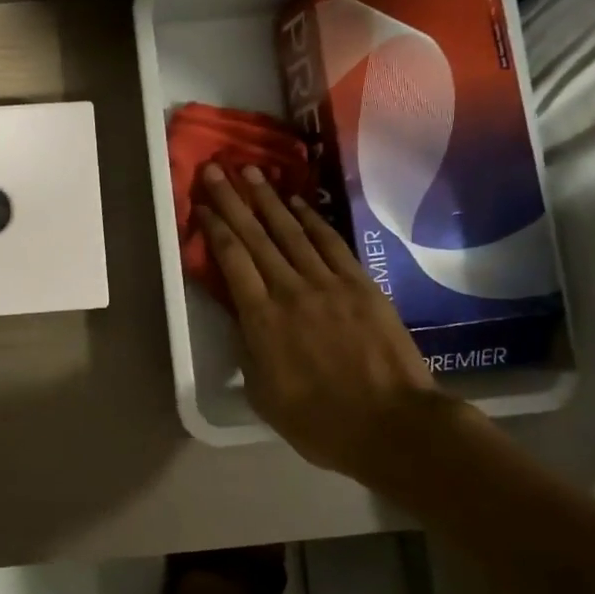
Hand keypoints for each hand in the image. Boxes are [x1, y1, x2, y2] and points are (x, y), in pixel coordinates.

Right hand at [198, 163, 447, 481]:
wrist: (392, 425)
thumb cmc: (320, 421)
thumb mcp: (263, 394)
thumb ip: (247, 350)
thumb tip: (241, 317)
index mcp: (260, 319)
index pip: (231, 260)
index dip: (214, 227)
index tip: (202, 204)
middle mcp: (289, 290)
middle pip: (255, 236)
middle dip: (232, 199)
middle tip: (216, 168)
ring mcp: (327, 283)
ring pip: (290, 231)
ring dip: (268, 199)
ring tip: (250, 171)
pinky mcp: (360, 284)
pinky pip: (330, 243)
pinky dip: (311, 219)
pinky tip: (297, 202)